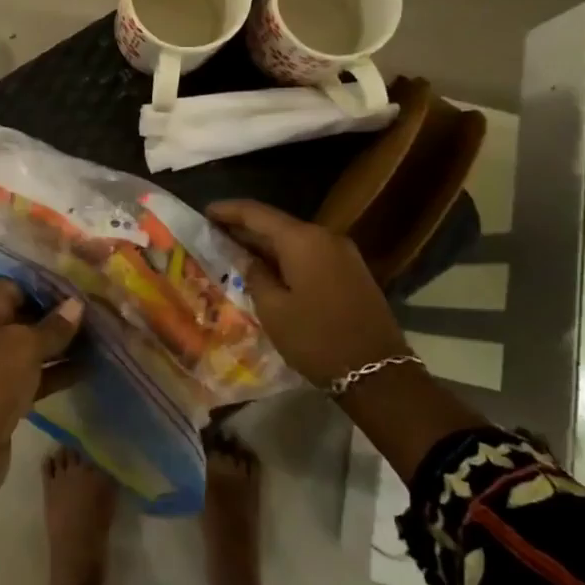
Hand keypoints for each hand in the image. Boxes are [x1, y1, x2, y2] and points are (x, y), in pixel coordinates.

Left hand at [0, 281, 82, 501]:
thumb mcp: (24, 346)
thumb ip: (53, 326)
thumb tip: (76, 304)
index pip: (19, 284)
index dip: (50, 285)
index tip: (84, 286)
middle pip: (28, 313)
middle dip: (62, 314)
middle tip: (101, 310)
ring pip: (35, 345)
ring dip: (65, 343)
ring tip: (104, 336)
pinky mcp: (7, 393)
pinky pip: (38, 374)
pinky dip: (60, 370)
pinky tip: (91, 367)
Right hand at [208, 200, 408, 387]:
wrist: (379, 374)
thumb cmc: (317, 339)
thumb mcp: (273, 309)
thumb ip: (254, 274)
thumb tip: (246, 258)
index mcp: (302, 240)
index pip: (256, 213)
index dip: (228, 210)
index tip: (204, 212)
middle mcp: (324, 236)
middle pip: (276, 224)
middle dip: (245, 228)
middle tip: (214, 233)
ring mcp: (342, 253)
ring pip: (294, 240)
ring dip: (265, 244)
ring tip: (235, 251)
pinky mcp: (351, 271)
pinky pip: (310, 254)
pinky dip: (285, 257)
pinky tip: (268, 269)